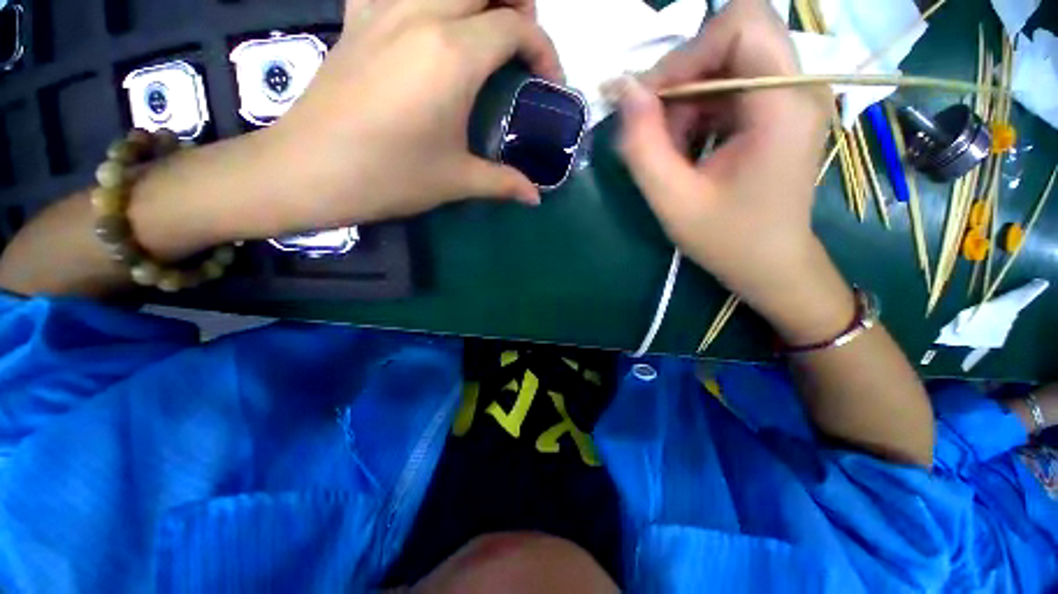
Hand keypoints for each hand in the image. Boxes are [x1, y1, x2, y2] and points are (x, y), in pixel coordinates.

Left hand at [255, 0, 561, 235]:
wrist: (310, 171)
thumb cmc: (390, 177)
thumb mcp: (456, 181)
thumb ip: (504, 182)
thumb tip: (535, 198)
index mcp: (452, 56)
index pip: (516, 27)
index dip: (544, 51)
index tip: (549, 82)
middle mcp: (422, 14)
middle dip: (515, 5)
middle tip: (520, 44)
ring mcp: (384, 8)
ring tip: (484, 28)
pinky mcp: (357, 16)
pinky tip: (428, 21)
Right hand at [611, 0, 850, 343]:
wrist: (771, 266)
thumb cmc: (727, 240)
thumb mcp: (673, 200)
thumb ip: (642, 145)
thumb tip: (623, 90)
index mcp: (783, 104)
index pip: (740, 23)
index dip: (687, 53)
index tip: (653, 102)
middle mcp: (797, 88)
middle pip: (730, 39)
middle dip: (683, 79)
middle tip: (657, 132)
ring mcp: (789, 98)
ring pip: (724, 64)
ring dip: (686, 102)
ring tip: (672, 153)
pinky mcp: (776, 111)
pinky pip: (728, 88)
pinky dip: (698, 113)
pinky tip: (688, 151)